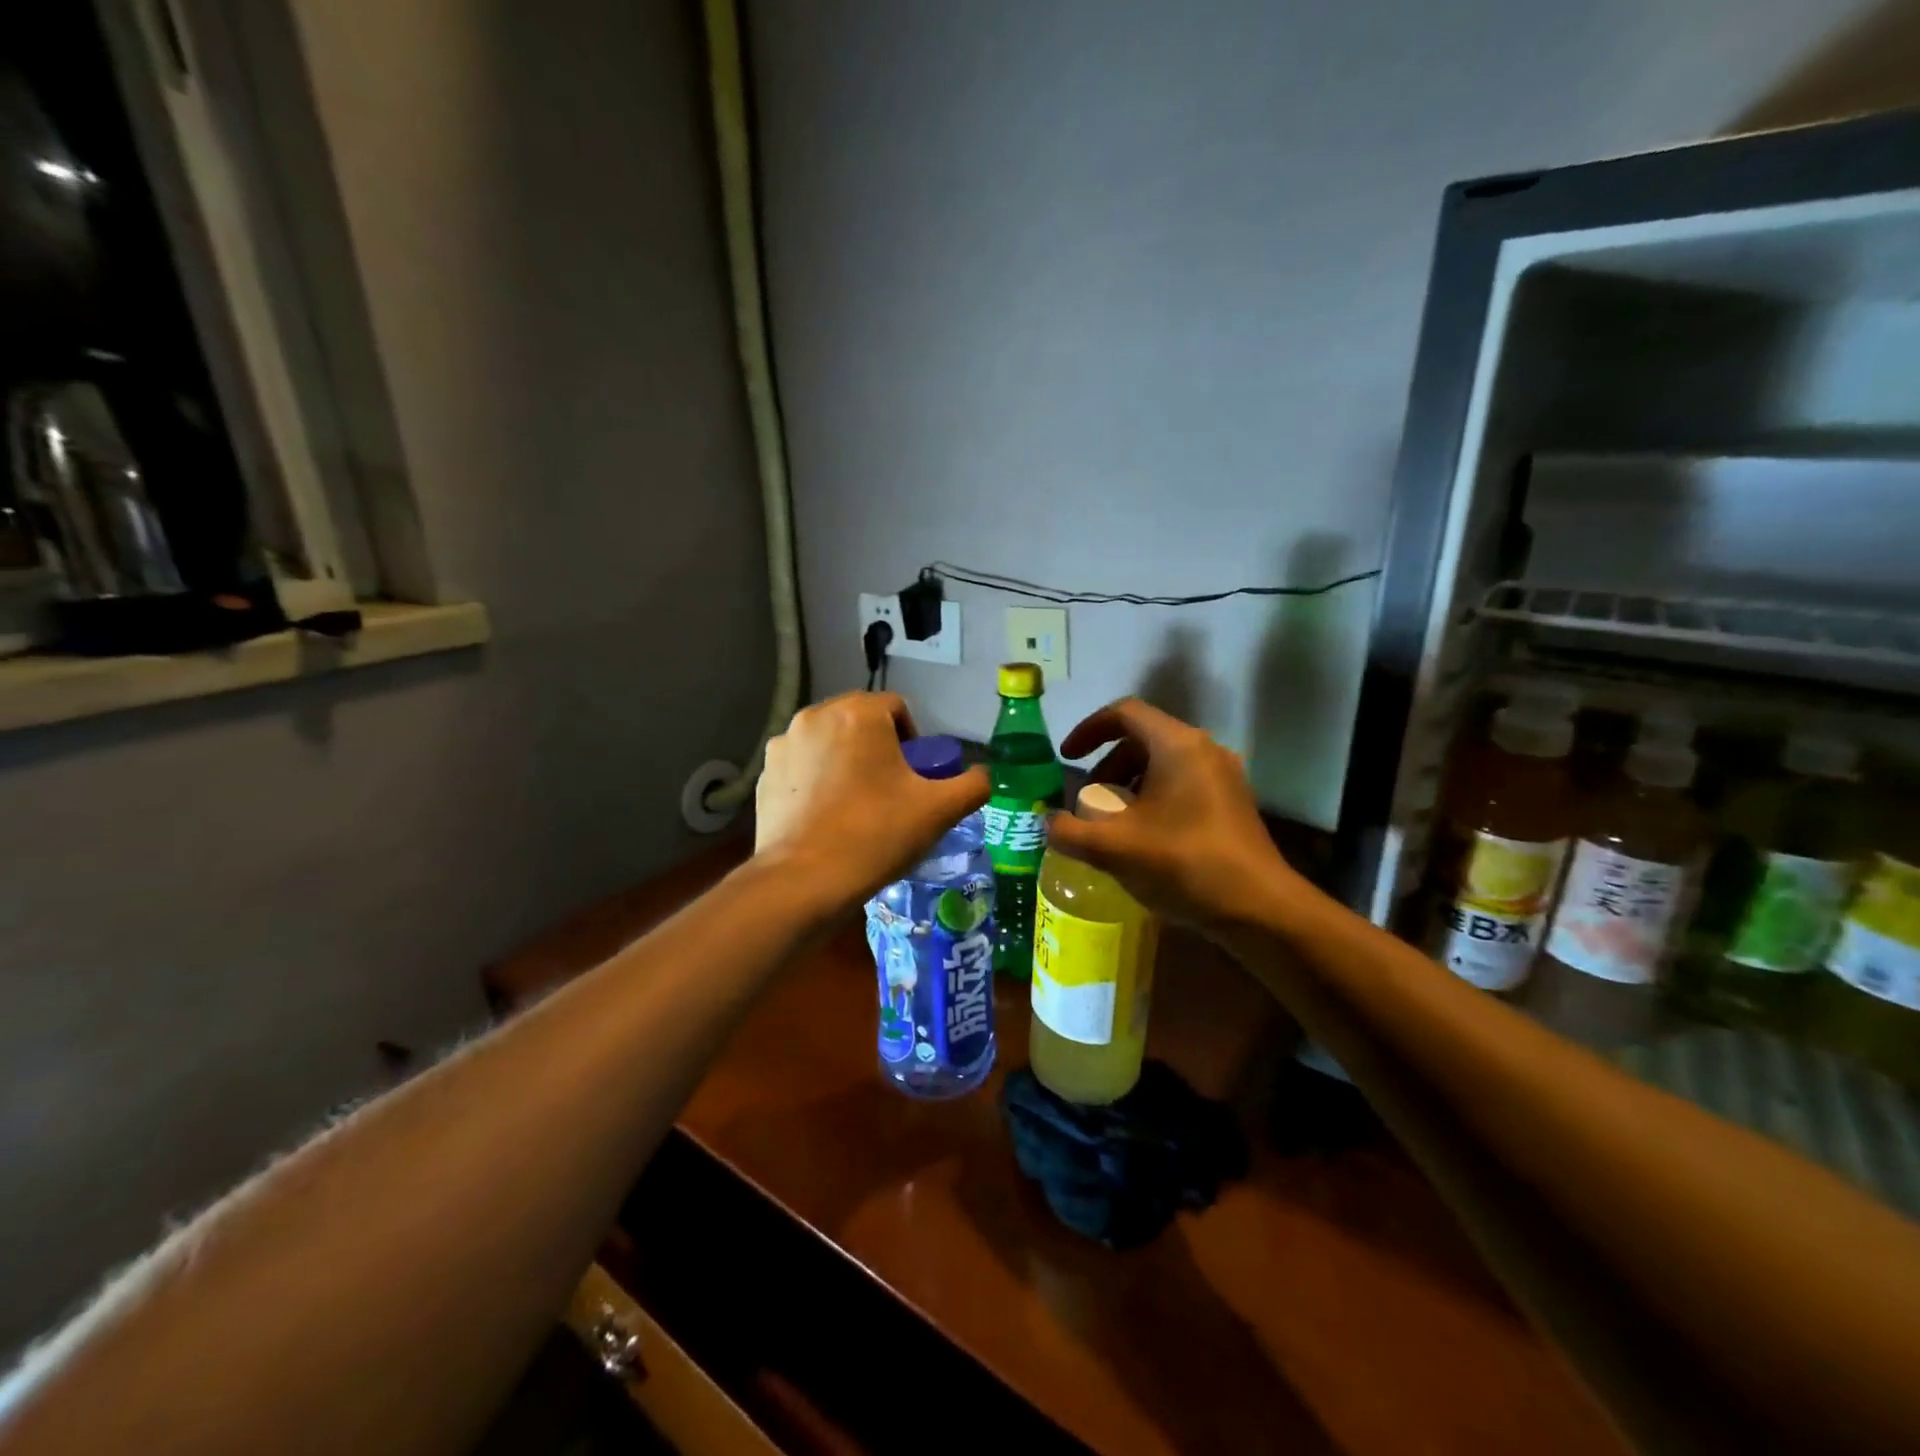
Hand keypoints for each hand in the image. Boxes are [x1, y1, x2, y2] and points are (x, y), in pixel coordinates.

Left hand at [754, 692, 989, 917]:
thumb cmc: (877, 834)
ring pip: (827, 742)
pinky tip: (825, 817)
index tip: (915, 776)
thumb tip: (981, 776)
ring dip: (845, 761)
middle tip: (890, 790)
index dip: (913, 739)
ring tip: (856, 805)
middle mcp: (815, 716)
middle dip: (877, 747)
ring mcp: (784, 745)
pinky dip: (816, 781)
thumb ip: (972, 785)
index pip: (896, 708)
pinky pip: (801, 767)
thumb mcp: (939, 810)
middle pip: (859, 721)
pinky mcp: (764, 776)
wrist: (805, 880)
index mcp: (859, 714)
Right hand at [1046, 698, 1306, 931]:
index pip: (1124, 713)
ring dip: (1128, 784)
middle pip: (1143, 738)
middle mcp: (1204, 750)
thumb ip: (1069, 831)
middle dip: (1106, 765)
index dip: (1088, 730)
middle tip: (1086, 800)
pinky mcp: (1231, 803)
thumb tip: (1047, 823)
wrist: (1259, 908)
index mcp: (1177, 745)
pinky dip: (1152, 798)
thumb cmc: (1183, 864)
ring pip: (1162, 763)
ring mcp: (1223, 776)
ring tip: (1111, 823)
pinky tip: (1142, 839)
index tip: (1066, 758)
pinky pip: (1182, 784)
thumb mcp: (1113, 848)